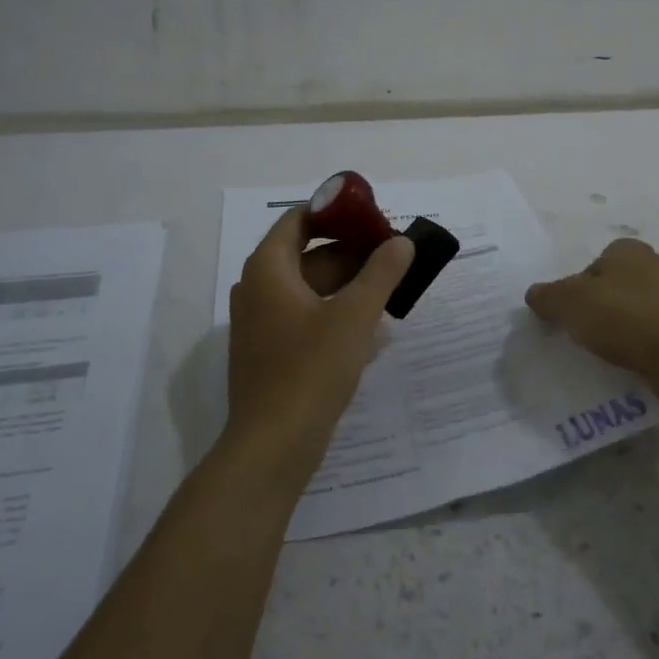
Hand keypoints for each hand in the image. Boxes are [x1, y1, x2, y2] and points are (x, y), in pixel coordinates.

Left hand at [226, 207, 413, 480]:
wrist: (273, 445)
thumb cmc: (311, 370)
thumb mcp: (354, 316)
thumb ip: (381, 273)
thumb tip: (402, 242)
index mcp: (268, 270)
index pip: (298, 220)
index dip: (335, 213)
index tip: (372, 219)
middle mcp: (256, 289)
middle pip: (305, 254)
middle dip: (349, 252)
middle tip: (392, 256)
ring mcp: (260, 324)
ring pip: (307, 288)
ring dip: (345, 284)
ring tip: (388, 289)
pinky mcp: (269, 352)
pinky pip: (303, 316)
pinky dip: (333, 311)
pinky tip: (368, 327)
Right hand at [524, 238, 658, 386]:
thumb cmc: (627, 317)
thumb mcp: (571, 302)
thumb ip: (548, 297)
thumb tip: (534, 294)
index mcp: (627, 251)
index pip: (590, 266)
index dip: (574, 290)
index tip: (566, 317)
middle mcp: (654, 270)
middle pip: (611, 293)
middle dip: (595, 315)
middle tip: (578, 340)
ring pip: (631, 320)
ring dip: (616, 339)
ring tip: (601, 361)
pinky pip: (650, 345)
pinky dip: (637, 357)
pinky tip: (627, 373)